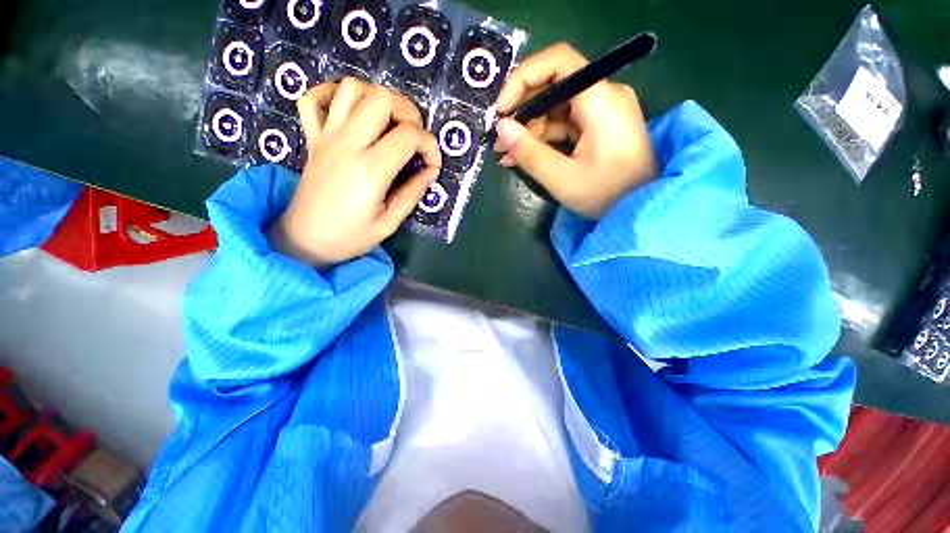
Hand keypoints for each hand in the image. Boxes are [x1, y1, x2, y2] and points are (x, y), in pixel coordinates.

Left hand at [267, 78, 440, 266]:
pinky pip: (314, 98)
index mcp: (370, 170)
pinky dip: (335, 93)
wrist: (305, 239)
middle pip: (382, 99)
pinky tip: (352, 111)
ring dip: (378, 98)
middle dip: (410, 112)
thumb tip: (431, 171)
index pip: (409, 136)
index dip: (430, 146)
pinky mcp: (313, 137)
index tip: (432, 165)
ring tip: (390, 123)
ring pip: (352, 88)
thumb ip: (413, 193)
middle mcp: (347, 144)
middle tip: (415, 137)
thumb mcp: (390, 222)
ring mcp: (326, 136)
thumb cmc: (350, 236)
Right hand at [494, 43, 658, 219]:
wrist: (641, 209)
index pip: (558, 62)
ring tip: (506, 154)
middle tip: (499, 139)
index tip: (502, 110)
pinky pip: (564, 124)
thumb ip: (529, 153)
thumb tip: (501, 128)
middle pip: (554, 86)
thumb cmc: (606, 195)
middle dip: (522, 111)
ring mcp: (601, 111)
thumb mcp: (562, 178)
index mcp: (600, 100)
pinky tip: (522, 156)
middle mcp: (603, 96)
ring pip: (556, 108)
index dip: (523, 78)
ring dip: (529, 129)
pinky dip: (543, 139)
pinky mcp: (598, 127)